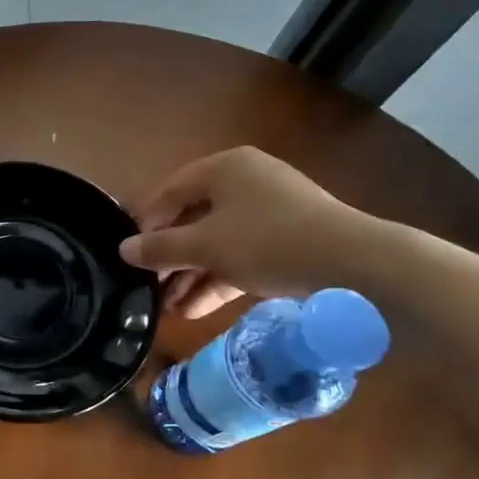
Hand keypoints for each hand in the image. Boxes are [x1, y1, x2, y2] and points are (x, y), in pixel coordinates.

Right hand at [119, 147, 381, 318]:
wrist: (355, 266)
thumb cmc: (267, 241)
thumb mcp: (206, 246)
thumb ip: (161, 248)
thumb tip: (123, 250)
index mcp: (225, 168)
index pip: (170, 192)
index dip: (145, 223)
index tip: (127, 254)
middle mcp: (246, 182)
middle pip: (193, 218)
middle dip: (170, 258)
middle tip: (147, 286)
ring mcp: (269, 211)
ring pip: (217, 241)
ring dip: (191, 274)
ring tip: (167, 308)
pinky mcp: (288, 240)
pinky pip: (242, 255)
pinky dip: (219, 278)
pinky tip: (195, 309)